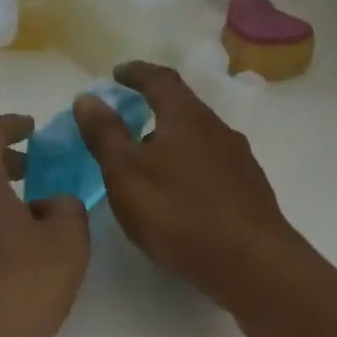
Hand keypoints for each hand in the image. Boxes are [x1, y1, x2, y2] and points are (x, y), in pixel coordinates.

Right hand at [73, 62, 303, 311]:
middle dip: (154, 110)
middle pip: (183, 109)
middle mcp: (218, 130)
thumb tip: (87, 97)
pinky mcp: (248, 191)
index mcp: (186, 118)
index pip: (160, 80)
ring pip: (199, 140)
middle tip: (126, 123)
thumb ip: (105, 135)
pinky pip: (211, 167)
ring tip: (148, 163)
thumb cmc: (178, 213)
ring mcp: (239, 160)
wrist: (249, 262)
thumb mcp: (126, 174)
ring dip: (172, 142)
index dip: (136, 73)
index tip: (117, 73)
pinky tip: (179, 195)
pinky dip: (188, 168)